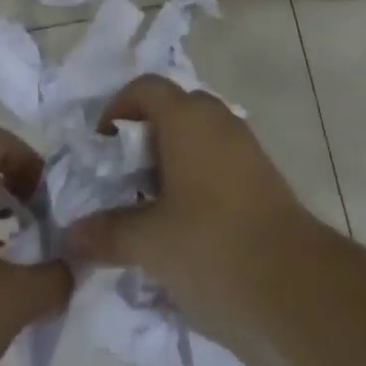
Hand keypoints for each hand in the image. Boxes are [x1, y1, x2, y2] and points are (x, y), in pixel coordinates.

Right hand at [62, 75, 325, 332]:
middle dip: (143, 136)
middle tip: (124, 178)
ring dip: (170, 157)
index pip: (144, 87)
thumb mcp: (150, 243)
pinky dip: (196, 172)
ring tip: (152, 204)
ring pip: (196, 132)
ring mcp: (242, 141)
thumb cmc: (212, 243)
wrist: (294, 278)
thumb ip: (108, 232)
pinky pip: (217, 154)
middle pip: (171, 107)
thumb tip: (72, 232)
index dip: (117, 109)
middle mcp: (215, 116)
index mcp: (185, 116)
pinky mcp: (260, 170)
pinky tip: (187, 219)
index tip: (102, 148)